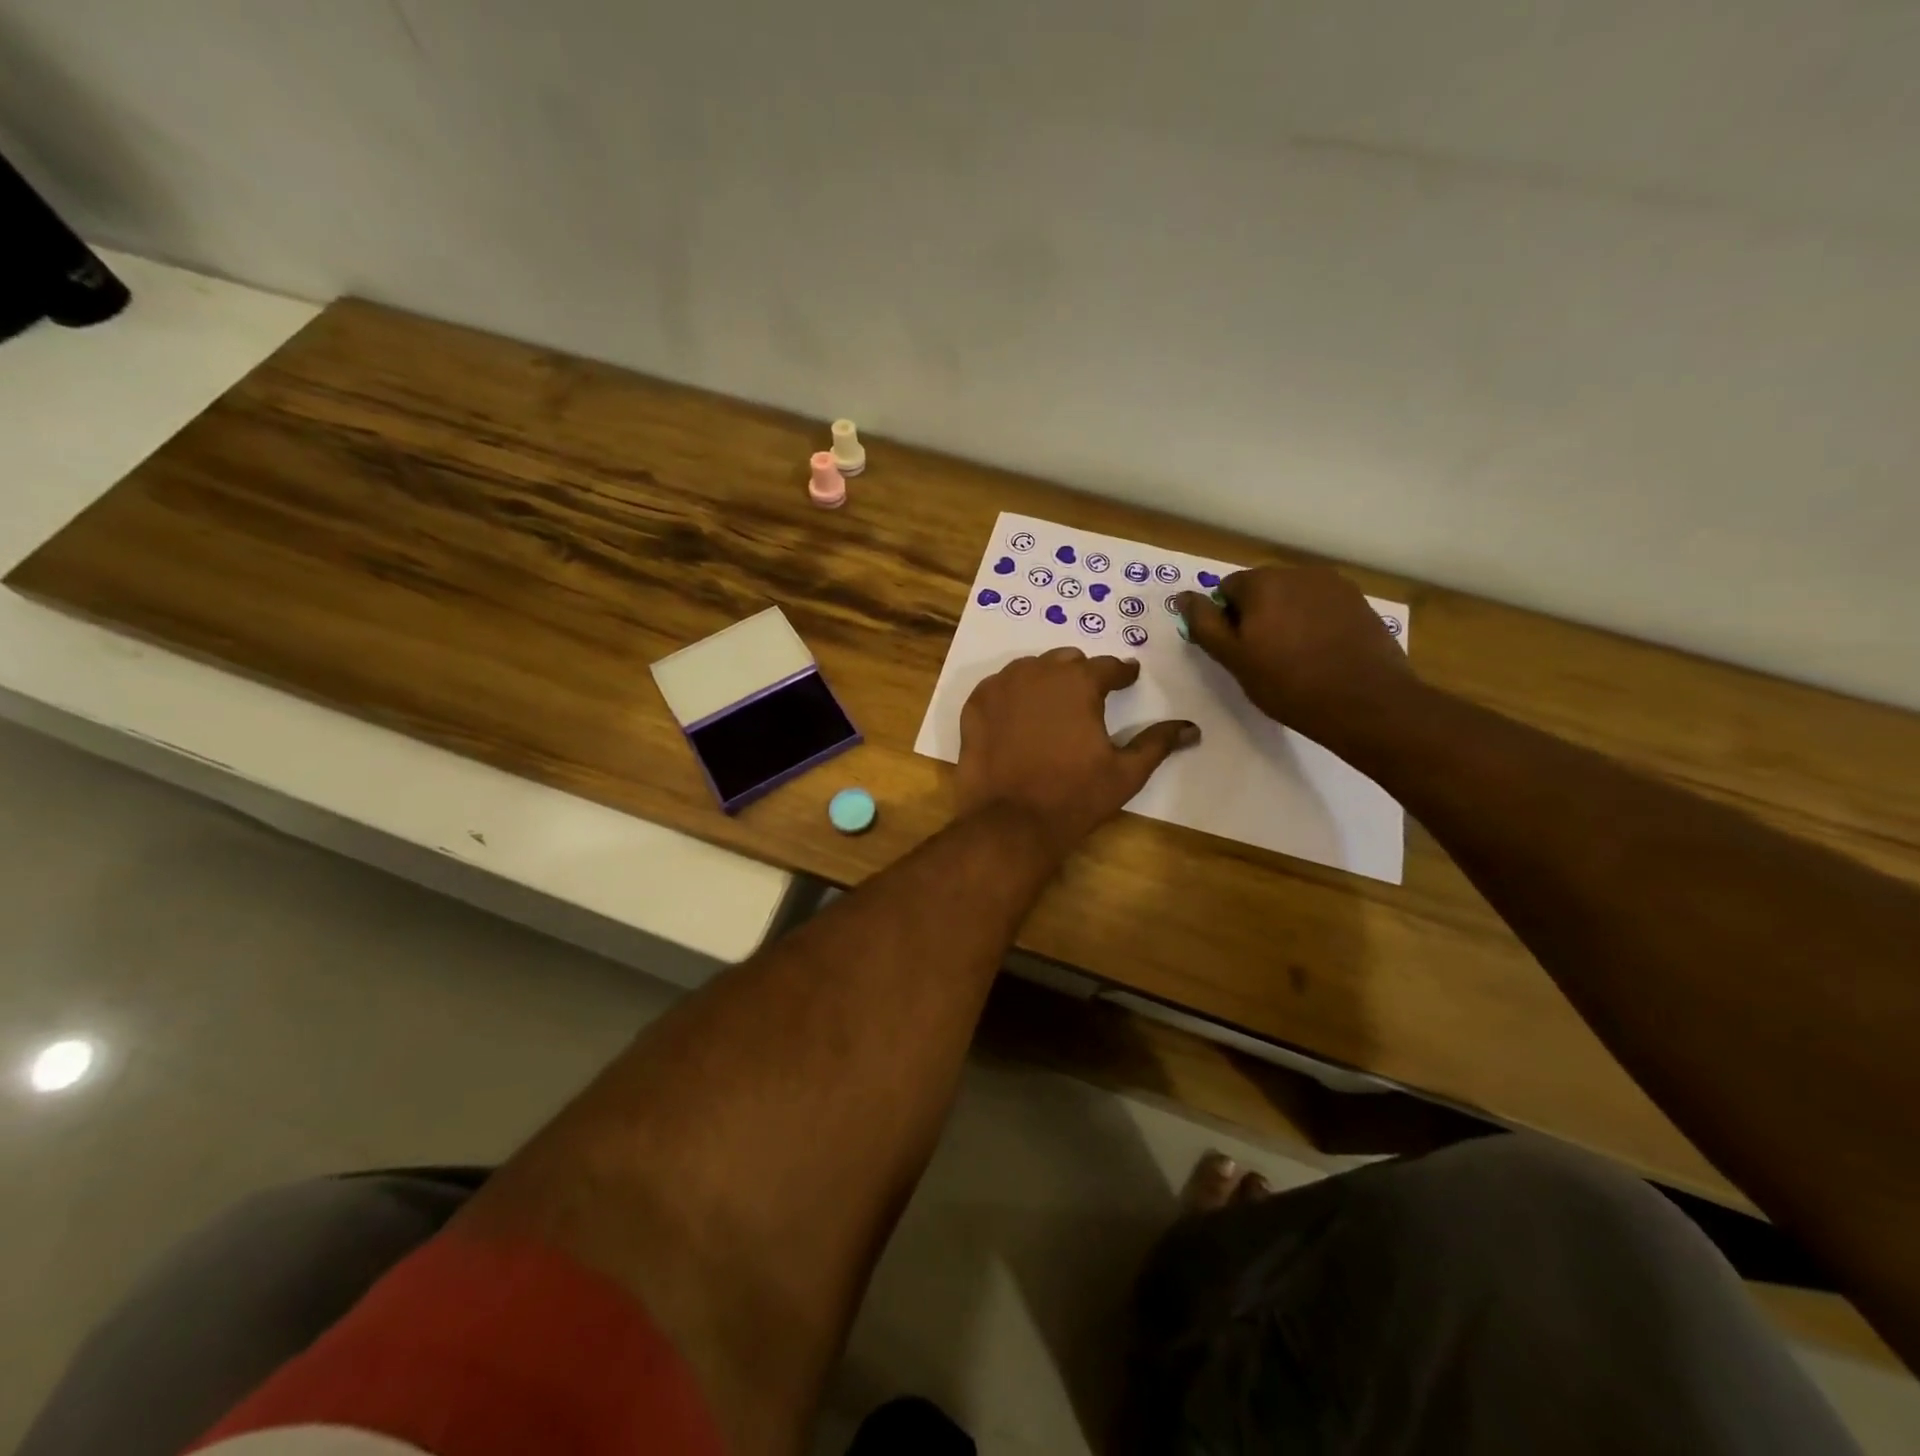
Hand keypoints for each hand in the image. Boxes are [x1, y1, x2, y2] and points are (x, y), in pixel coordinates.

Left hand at [956, 647, 1199, 858]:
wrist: (1011, 821)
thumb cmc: (1074, 795)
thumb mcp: (1125, 772)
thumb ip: (1157, 743)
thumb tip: (1191, 728)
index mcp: (1079, 682)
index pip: (1108, 667)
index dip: (1122, 673)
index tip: (1128, 677)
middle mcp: (1038, 673)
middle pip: (1066, 661)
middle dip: (1081, 674)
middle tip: (1089, 696)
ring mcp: (1001, 686)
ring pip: (1029, 669)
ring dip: (1045, 679)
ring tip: (1052, 703)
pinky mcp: (974, 706)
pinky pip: (998, 687)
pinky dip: (1011, 695)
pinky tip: (1017, 715)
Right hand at [1176, 565, 1414, 747]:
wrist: (1365, 702)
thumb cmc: (1288, 683)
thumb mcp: (1234, 659)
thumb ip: (1204, 624)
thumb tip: (1182, 597)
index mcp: (1262, 582)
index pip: (1227, 589)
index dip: (1226, 619)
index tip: (1237, 649)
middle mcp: (1298, 572)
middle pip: (1263, 588)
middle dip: (1258, 615)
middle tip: (1263, 656)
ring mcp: (1334, 585)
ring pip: (1294, 597)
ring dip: (1287, 617)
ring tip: (1295, 656)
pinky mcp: (1360, 602)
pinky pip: (1323, 607)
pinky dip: (1315, 623)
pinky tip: (1322, 654)